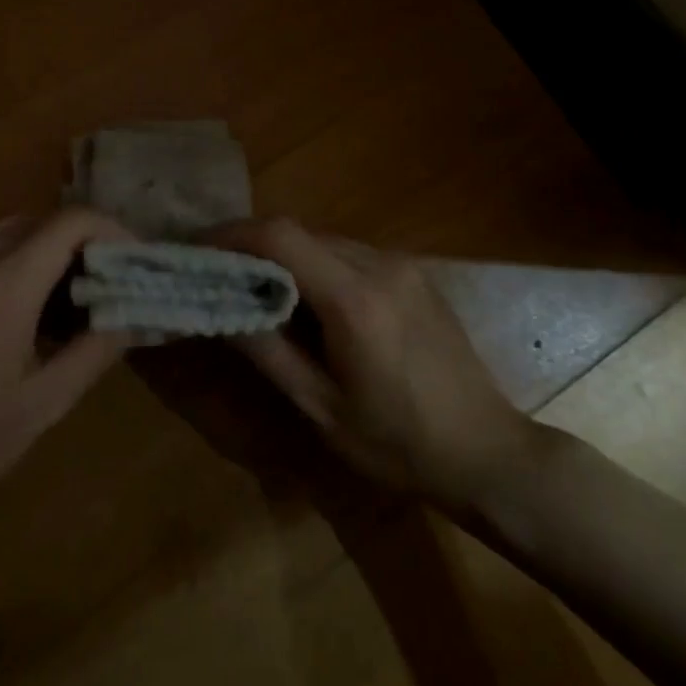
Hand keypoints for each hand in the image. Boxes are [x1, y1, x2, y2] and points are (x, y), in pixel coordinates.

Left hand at [0, 209, 134, 520]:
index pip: (72, 222)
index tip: (136, 264)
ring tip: (81, 293)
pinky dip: (26, 255)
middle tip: (115, 282)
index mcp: (4, 285)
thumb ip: (95, 350)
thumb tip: (134, 313)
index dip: (114, 232)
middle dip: (89, 241)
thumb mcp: (43, 405)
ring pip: (20, 226)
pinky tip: (37, 301)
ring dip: (57, 247)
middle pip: (47, 218)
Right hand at [208, 219, 545, 514]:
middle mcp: (379, 265)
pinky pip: (349, 253)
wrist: (489, 452)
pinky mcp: (413, 273)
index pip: (281, 237)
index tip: (196, 249)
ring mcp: (401, 265)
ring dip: (284, 255)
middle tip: (216, 272)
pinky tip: (307, 299)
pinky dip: (315, 264)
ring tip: (255, 287)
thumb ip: (266, 350)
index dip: (232, 235)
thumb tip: (218, 305)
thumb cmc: (399, 444)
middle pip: (299, 232)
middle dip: (251, 245)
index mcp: (355, 300)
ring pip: (323, 240)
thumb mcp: (320, 407)